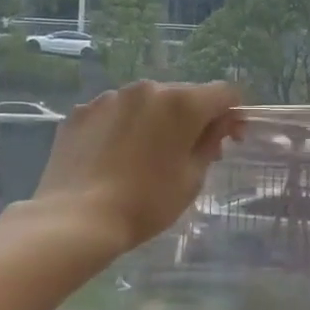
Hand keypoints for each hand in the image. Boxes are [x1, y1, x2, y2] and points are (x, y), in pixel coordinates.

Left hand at [31, 81, 242, 256]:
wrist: (76, 220)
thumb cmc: (146, 203)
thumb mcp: (192, 178)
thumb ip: (211, 143)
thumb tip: (220, 124)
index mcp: (182, 103)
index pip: (224, 93)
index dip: (233, 114)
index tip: (229, 141)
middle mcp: (147, 89)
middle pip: (183, 95)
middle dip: (193, 119)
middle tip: (189, 154)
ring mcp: (110, 97)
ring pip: (146, 102)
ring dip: (155, 121)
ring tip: (145, 157)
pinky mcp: (81, 111)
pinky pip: (114, 113)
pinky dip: (123, 127)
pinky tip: (114, 157)